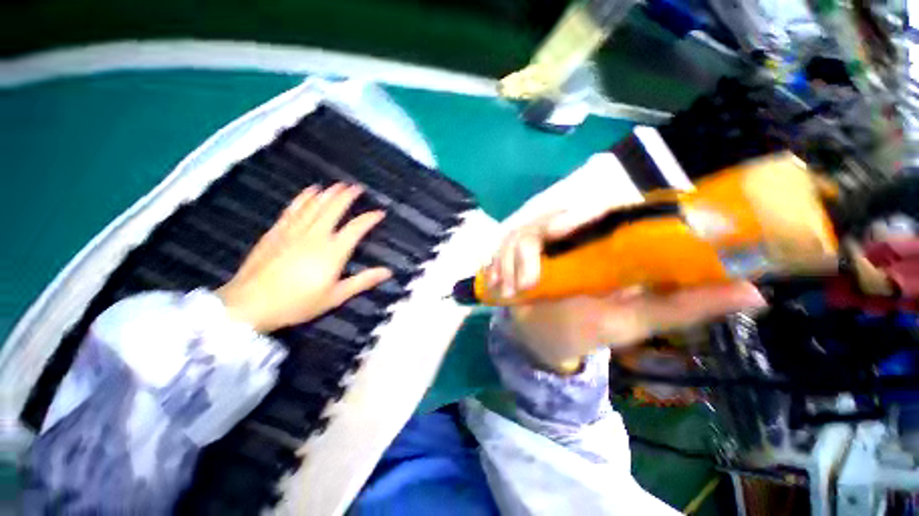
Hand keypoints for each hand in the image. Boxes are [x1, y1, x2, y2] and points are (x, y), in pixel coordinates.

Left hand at [217, 183, 391, 332]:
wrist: (249, 305)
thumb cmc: (297, 303)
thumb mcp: (335, 296)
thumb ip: (363, 281)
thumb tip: (388, 272)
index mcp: (332, 252)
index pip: (356, 228)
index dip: (369, 219)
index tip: (380, 212)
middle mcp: (315, 236)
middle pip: (334, 209)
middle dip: (347, 196)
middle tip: (357, 187)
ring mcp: (293, 231)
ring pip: (314, 205)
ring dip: (328, 193)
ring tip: (339, 185)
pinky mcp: (276, 232)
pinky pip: (293, 209)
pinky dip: (303, 197)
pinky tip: (310, 191)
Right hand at [488, 209, 765, 370]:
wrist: (545, 338)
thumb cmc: (590, 329)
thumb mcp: (637, 320)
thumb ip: (685, 305)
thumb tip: (755, 292)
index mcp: (606, 243)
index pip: (601, 209)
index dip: (582, 212)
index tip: (562, 229)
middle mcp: (573, 237)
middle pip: (550, 218)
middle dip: (531, 245)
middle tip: (527, 278)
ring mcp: (541, 245)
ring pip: (522, 233)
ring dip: (512, 260)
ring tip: (513, 290)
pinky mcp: (519, 254)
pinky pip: (503, 247)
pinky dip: (498, 263)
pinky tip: (498, 284)